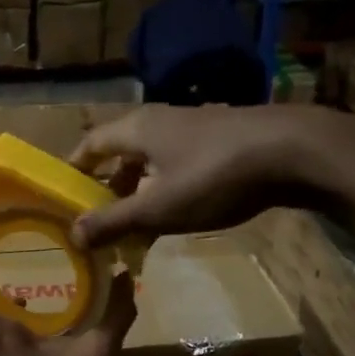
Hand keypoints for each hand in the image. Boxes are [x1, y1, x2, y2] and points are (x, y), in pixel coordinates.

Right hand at [69, 105, 354, 250]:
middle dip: (107, 186)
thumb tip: (72, 235)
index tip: (62, 196)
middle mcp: (160, 120)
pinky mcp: (220, 138)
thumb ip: (114, 221)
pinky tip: (177, 212)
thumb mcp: (158, 207)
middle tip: (98, 219)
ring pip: (152, 159)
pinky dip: (166, 187)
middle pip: (120, 152)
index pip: (90, 144)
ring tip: (135, 224)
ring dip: (139, 190)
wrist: (292, 151)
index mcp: (136, 129)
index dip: (73, 169)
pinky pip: (178, 163)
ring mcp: (193, 127)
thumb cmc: (214, 176)